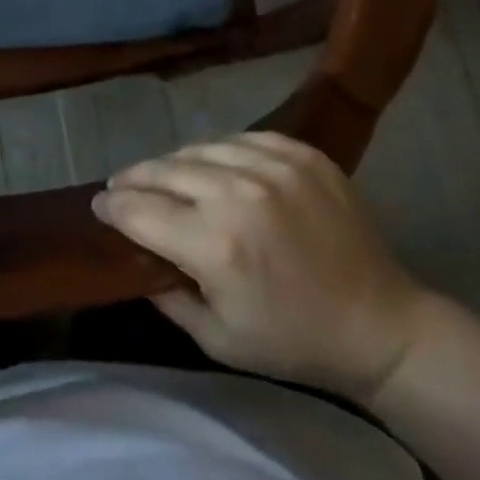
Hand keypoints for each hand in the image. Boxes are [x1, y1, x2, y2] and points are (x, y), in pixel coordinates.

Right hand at [93, 132, 433, 404]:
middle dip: (134, 178)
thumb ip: (167, 294)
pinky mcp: (300, 152)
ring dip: (173, 163)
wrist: (381, 324)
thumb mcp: (218, 339)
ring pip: (198, 149)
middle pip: (162, 170)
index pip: (139, 210)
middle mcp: (237, 194)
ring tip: (164, 175)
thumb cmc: (294, 341)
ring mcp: (272, 165)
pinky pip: (239, 139)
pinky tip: (213, 166)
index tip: (98, 204)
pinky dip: (218, 153)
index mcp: (214, 245)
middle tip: (122, 185)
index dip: (112, 206)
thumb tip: (135, 252)